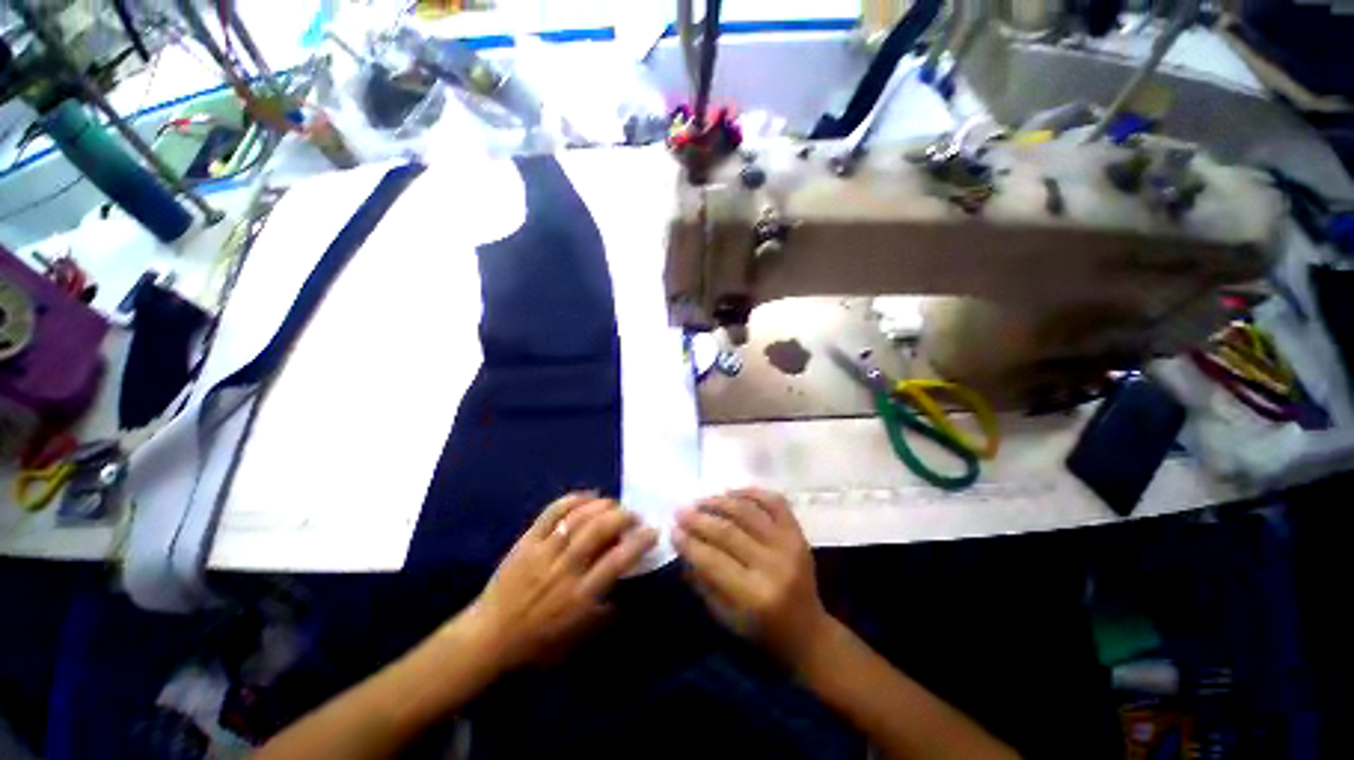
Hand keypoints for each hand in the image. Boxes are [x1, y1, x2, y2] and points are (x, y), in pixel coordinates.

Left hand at [466, 494, 656, 670]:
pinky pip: (552, 512)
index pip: (617, 561)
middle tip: (634, 515)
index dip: (639, 541)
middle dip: (623, 516)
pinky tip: (588, 496)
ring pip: (578, 518)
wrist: (489, 637)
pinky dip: (573, 499)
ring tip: (614, 505)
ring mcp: (544, 552)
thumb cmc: (538, 643)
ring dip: (602, 506)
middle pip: (599, 530)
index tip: (653, 531)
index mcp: (580, 596)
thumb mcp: (578, 639)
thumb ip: (607, 616)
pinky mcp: (527, 541)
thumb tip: (632, 596)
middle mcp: (564, 569)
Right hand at [673, 488, 829, 664]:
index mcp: (755, 596)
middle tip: (680, 510)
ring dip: (720, 502)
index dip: (689, 542)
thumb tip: (682, 545)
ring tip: (701, 500)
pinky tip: (731, 492)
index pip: (713, 560)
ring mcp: (789, 545)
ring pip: (748, 512)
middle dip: (699, 518)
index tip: (672, 529)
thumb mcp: (725, 618)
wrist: (808, 633)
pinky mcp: (799, 533)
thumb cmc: (762, 632)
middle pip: (728, 532)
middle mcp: (774, 566)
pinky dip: (751, 492)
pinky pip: (775, 502)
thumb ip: (702, 581)